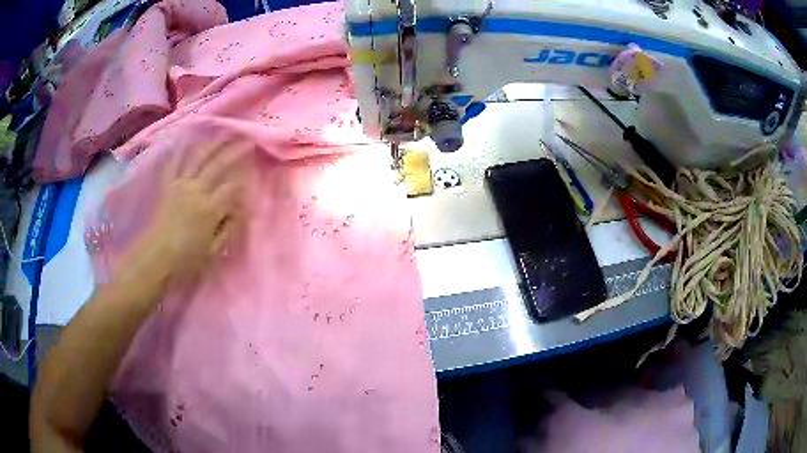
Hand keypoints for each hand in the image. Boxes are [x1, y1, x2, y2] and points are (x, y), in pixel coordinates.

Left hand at [109, 140, 249, 299]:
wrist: (152, 260)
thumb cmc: (183, 261)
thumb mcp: (211, 251)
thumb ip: (226, 230)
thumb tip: (238, 212)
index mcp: (209, 208)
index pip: (232, 189)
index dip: (243, 184)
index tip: (250, 181)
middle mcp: (195, 190)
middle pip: (218, 165)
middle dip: (234, 151)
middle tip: (246, 139)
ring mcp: (179, 184)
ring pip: (197, 157)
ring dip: (211, 144)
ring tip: (221, 133)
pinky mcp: (165, 185)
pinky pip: (173, 162)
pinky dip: (180, 149)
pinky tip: (187, 139)